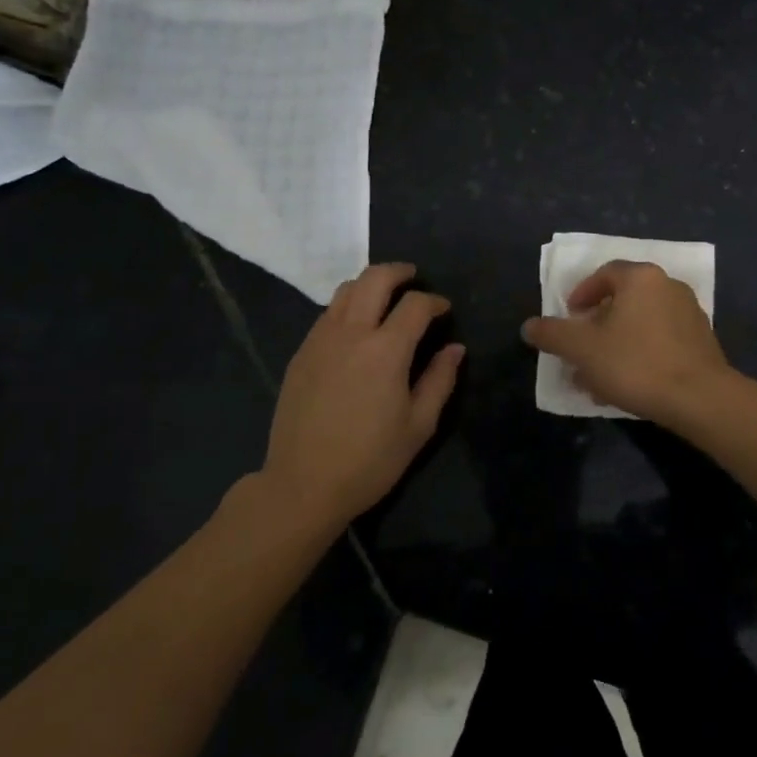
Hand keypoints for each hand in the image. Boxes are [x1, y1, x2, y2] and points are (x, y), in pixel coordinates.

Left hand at [264, 263, 464, 529]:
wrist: (303, 484)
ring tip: (385, 298)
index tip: (444, 310)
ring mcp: (320, 339)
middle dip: (399, 272)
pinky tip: (356, 328)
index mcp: (385, 350)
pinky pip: (327, 313)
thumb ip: (440, 380)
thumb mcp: (418, 426)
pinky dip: (347, 306)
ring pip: (346, 290)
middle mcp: (351, 332)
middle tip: (414, 278)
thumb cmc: (370, 460)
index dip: (434, 301)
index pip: (415, 304)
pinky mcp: (301, 353)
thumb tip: (455, 348)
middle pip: (375, 278)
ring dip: (370, 284)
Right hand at [522, 260, 731, 425]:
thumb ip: (552, 334)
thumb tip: (529, 326)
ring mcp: (690, 314)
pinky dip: (641, 354)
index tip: (570, 318)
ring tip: (600, 376)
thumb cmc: (635, 364)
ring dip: (617, 344)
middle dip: (598, 325)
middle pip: (624, 299)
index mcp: (641, 278)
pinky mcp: (702, 342)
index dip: (582, 293)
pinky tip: (629, 384)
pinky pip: (661, 340)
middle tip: (582, 349)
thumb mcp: (582, 350)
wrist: (700, 399)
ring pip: (641, 323)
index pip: (605, 273)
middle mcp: (668, 286)